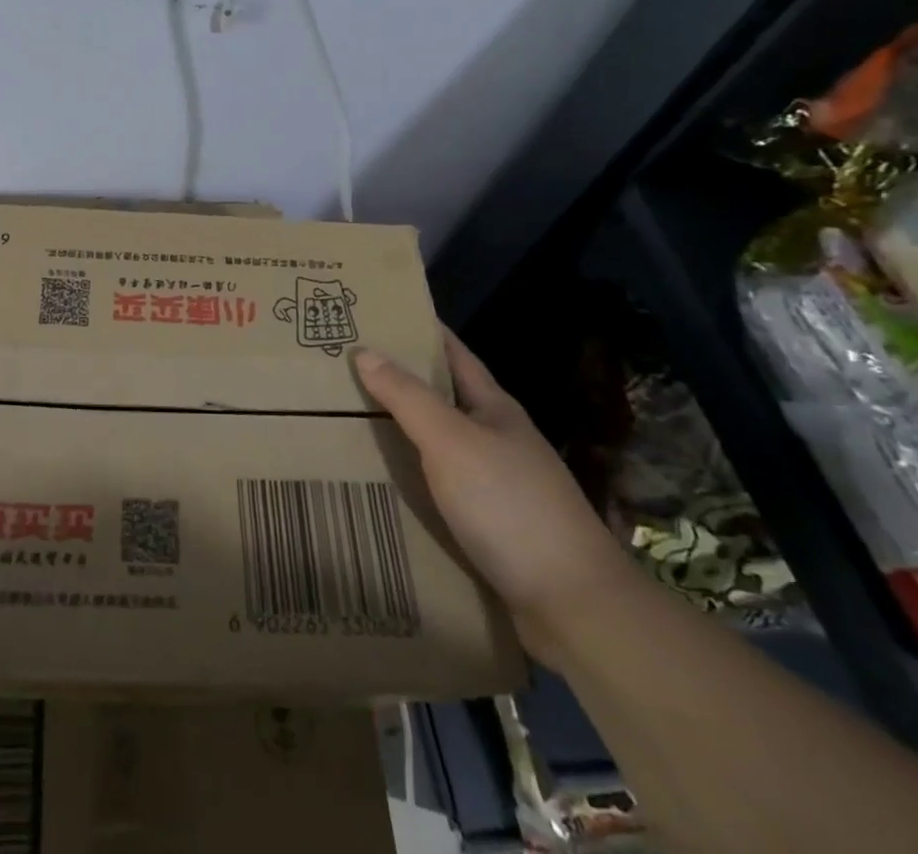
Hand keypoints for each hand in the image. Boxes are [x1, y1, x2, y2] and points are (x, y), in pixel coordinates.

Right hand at [355, 334, 634, 662]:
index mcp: (494, 409)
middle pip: (442, 398)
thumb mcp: (451, 441)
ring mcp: (496, 484)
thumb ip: (407, 397)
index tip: (379, 314)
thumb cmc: (509, 505)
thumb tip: (365, 351)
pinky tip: (380, 481)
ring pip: (438, 445)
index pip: (454, 354)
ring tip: (348, 418)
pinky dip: (410, 477)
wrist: (572, 604)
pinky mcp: (489, 525)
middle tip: (345, 366)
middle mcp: (496, 439)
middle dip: (400, 381)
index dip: (421, 331)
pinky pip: (438, 487)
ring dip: (401, 431)